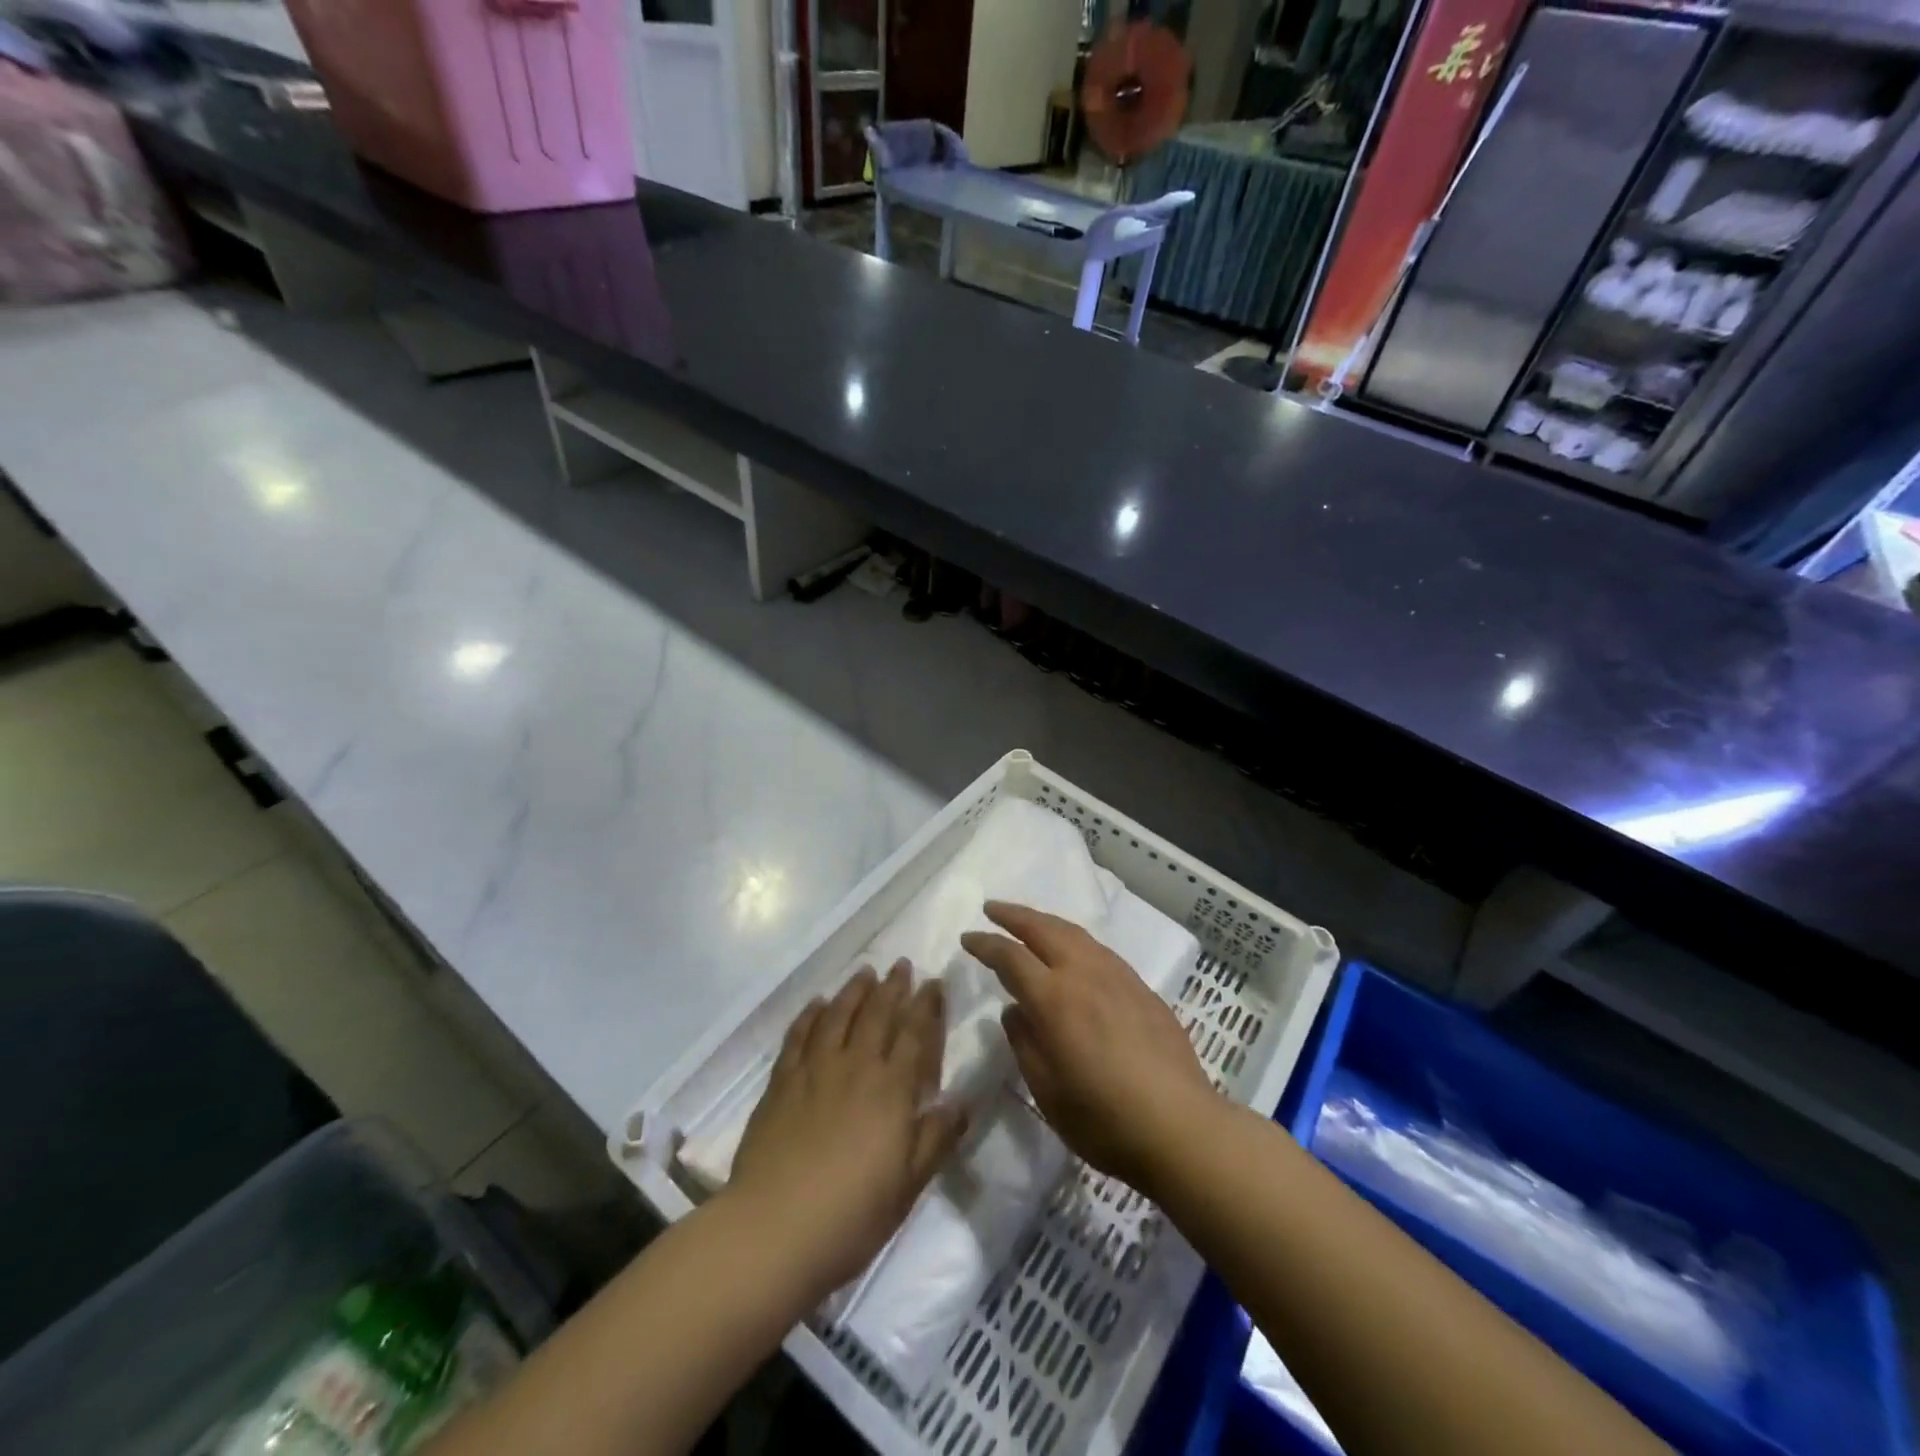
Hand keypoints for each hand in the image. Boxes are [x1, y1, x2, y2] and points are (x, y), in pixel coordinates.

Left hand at [726, 962, 968, 1300]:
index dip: (926, 1006)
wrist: (774, 1229)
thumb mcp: (908, 1184)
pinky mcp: (781, 1082)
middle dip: (893, 987)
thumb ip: (936, 1138)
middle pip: (877, 1015)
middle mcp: (855, 1067)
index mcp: (891, 1089)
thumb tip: (962, 1101)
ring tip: (865, 973)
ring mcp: (814, 1070)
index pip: (915, 1035)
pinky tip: (817, 1003)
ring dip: (854, 991)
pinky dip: (810, 1014)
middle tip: (901, 964)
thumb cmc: (851, 1214)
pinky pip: (799, 1035)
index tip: (934, 982)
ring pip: (838, 1016)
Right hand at [962, 901, 1217, 1196]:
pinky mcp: (1141, 988)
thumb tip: (1014, 1010)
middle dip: (1014, 915)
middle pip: (1044, 929)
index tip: (967, 937)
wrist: (1180, 1125)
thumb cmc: (1103, 1118)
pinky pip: (1099, 950)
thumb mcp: (1046, 1090)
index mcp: (1054, 998)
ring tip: (1030, 922)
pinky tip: (1075, 952)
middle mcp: (1084, 974)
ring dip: (1046, 922)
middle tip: (992, 909)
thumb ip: (1024, 1043)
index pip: (1011, 956)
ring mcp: (1118, 977)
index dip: (986, 944)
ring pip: (1075, 933)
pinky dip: (1075, 940)